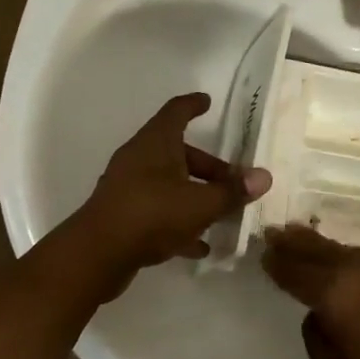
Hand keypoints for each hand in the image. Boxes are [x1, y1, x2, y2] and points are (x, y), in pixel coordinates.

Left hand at [75, 93, 271, 279]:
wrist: (96, 256)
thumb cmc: (151, 214)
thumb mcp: (200, 204)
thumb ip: (232, 191)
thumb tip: (263, 177)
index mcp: (156, 143)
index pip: (176, 111)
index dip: (193, 105)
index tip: (207, 102)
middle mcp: (139, 158)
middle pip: (178, 152)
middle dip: (208, 166)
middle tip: (233, 181)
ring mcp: (128, 187)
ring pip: (169, 182)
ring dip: (195, 194)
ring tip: (222, 213)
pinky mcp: (123, 215)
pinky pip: (158, 210)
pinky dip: (179, 221)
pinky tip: (199, 245)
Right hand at [261, 225, 359, 358]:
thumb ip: (317, 339)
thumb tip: (320, 315)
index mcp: (338, 293)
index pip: (295, 270)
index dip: (276, 262)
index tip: (263, 253)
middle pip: (320, 249)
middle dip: (295, 242)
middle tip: (275, 233)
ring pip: (347, 251)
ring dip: (325, 250)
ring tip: (306, 245)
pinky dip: (352, 260)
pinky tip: (347, 267)